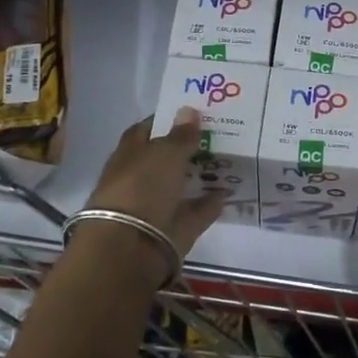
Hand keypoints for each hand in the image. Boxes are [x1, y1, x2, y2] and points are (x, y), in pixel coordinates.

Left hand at [85, 109, 226, 258]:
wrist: (132, 247)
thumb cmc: (141, 188)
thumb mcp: (164, 154)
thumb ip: (181, 135)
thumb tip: (189, 109)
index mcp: (129, 155)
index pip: (145, 131)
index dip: (165, 121)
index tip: (192, 112)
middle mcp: (140, 179)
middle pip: (166, 159)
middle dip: (187, 148)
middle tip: (220, 134)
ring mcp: (157, 205)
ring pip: (181, 186)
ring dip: (200, 176)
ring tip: (229, 160)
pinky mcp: (174, 229)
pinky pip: (196, 211)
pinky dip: (210, 203)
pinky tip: (229, 191)